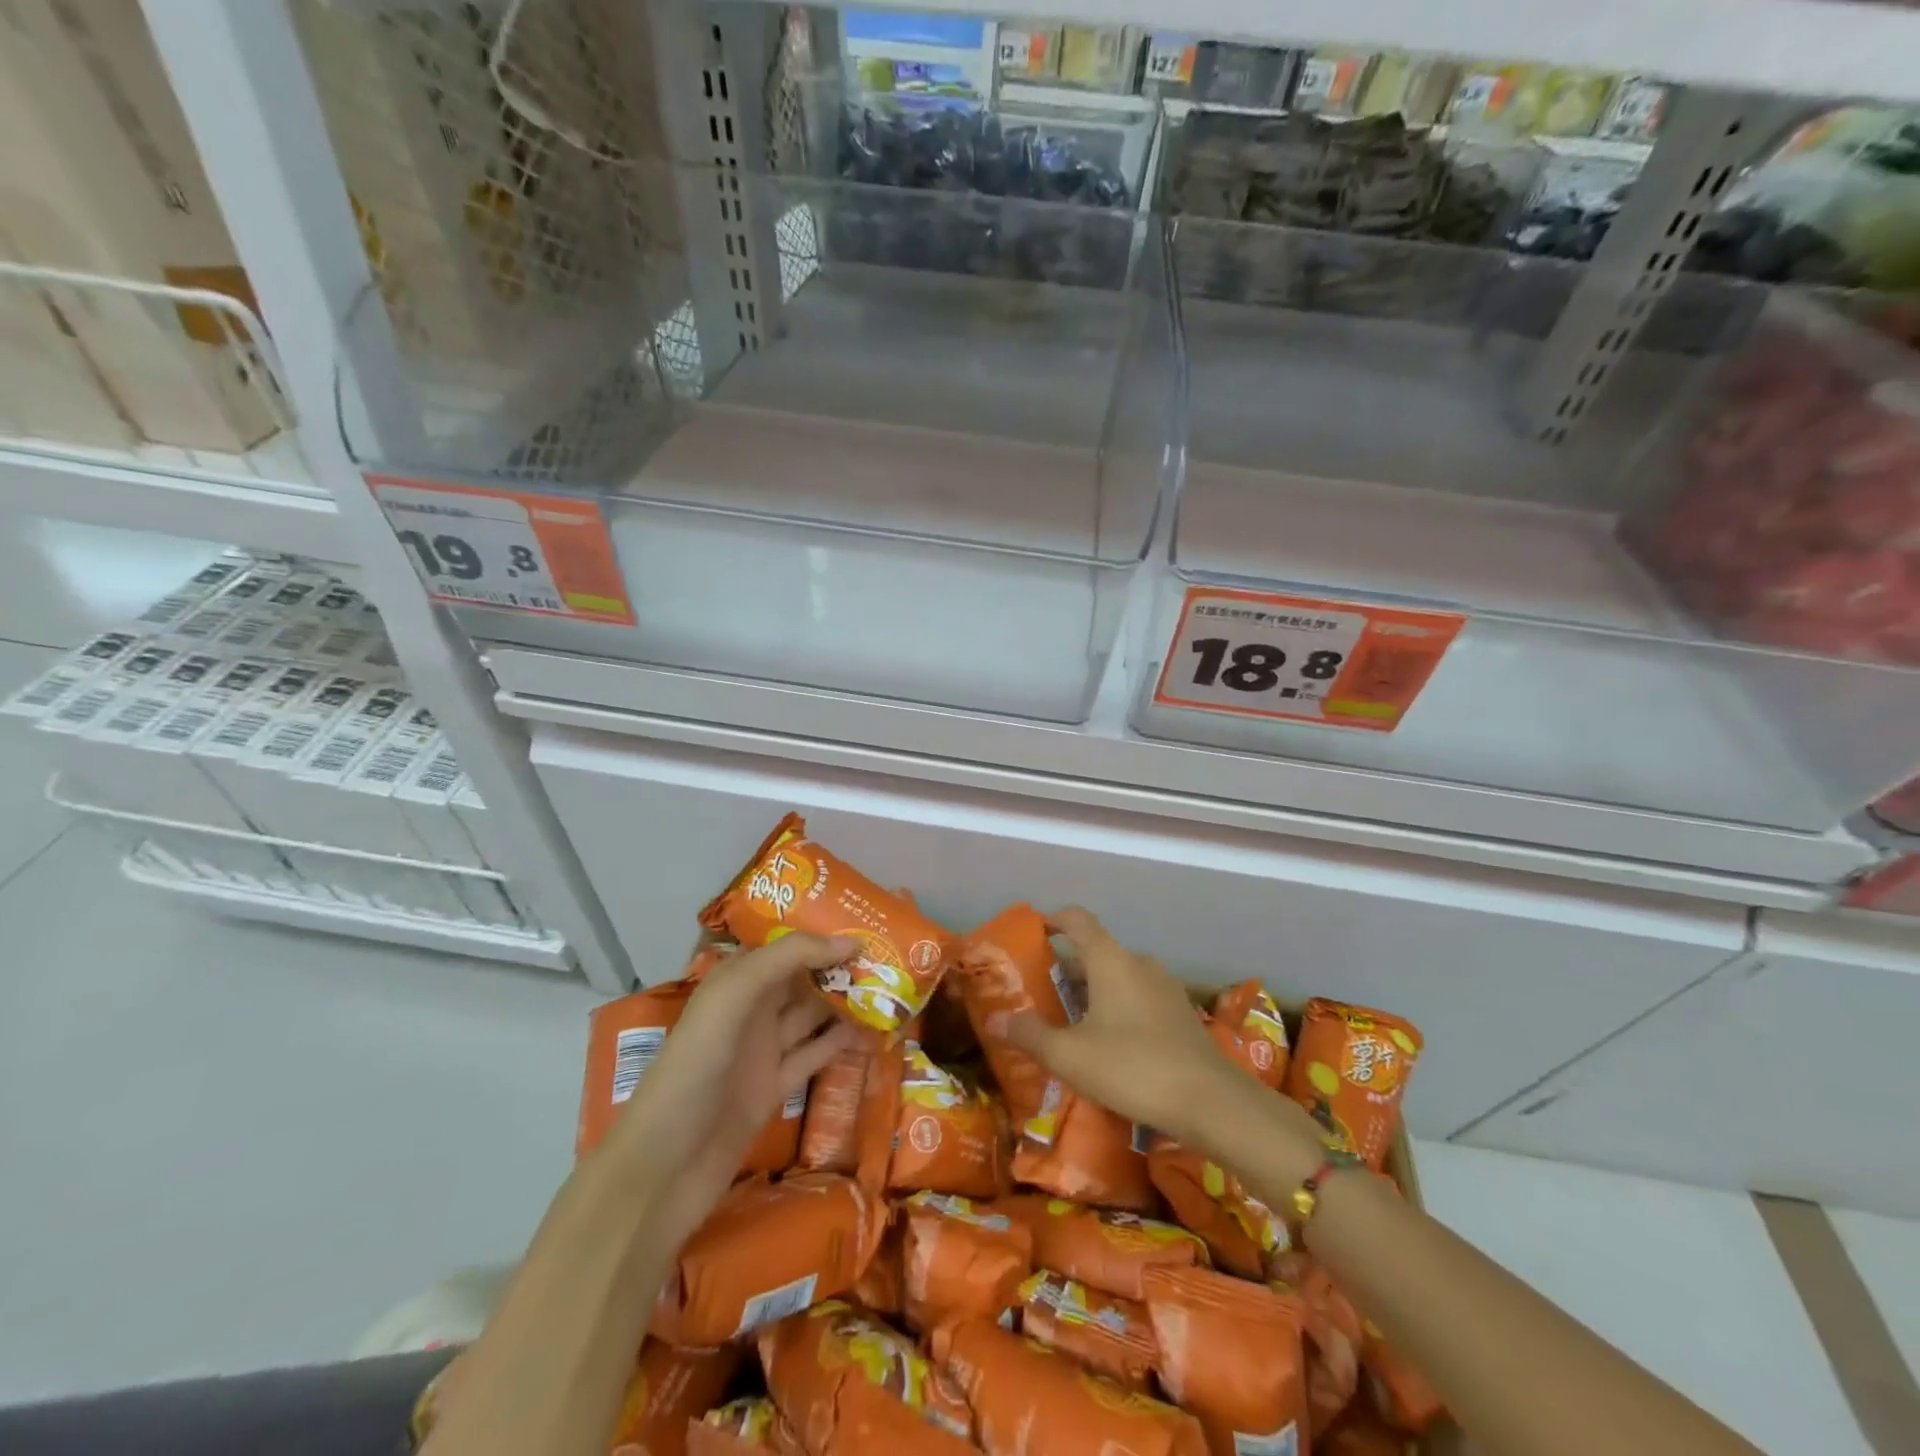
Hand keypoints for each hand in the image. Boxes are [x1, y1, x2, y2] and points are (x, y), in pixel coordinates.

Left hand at [601, 933, 862, 1240]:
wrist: (664, 1169)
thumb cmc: (694, 1068)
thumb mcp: (733, 996)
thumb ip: (788, 958)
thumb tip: (850, 942)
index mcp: (733, 982)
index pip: (785, 946)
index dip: (821, 935)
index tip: (868, 928)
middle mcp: (749, 1010)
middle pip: (802, 979)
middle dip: (840, 967)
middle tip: (890, 958)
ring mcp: (762, 1051)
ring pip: (813, 1016)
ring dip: (847, 1002)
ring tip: (891, 989)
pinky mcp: (775, 1089)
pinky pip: (815, 1056)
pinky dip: (842, 1042)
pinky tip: (873, 1031)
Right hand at [1001, 908, 1324, 1177]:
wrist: (1212, 1102)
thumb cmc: (1132, 1067)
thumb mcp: (1069, 1056)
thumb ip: (1030, 1034)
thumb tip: (995, 1020)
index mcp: (1110, 960)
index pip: (1079, 920)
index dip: (1055, 920)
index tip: (1037, 931)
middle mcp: (1139, 963)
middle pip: (1098, 952)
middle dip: (1070, 969)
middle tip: (1045, 996)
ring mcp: (1166, 988)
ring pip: (1121, 977)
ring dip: (1097, 991)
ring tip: (1076, 1023)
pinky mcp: (1183, 1014)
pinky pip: (1142, 998)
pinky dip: (1122, 1008)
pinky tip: (1114, 1045)